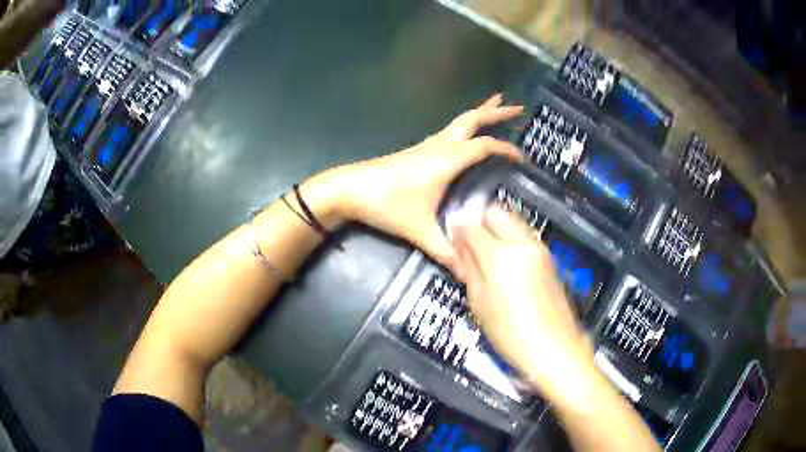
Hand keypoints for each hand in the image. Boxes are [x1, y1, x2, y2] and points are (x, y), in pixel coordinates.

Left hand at [310, 94, 522, 271]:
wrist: (349, 189)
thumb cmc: (386, 205)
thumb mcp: (420, 231)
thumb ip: (447, 253)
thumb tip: (469, 275)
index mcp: (447, 159)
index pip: (485, 146)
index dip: (506, 149)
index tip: (523, 159)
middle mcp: (440, 145)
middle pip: (473, 119)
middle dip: (497, 111)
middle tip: (518, 108)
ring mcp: (427, 145)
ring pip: (459, 121)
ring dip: (480, 113)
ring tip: (497, 105)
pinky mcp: (418, 150)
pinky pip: (449, 131)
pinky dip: (465, 126)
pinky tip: (465, 134)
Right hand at [453, 207, 594, 394]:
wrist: (554, 348)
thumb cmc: (512, 334)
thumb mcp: (479, 304)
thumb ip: (469, 268)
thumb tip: (460, 246)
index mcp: (500, 257)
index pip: (471, 226)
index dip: (458, 231)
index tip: (453, 242)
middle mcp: (522, 244)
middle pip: (495, 212)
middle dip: (479, 223)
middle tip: (470, 245)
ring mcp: (539, 248)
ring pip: (512, 221)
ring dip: (496, 230)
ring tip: (487, 257)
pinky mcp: (549, 257)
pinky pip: (524, 236)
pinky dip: (510, 241)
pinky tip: (506, 265)